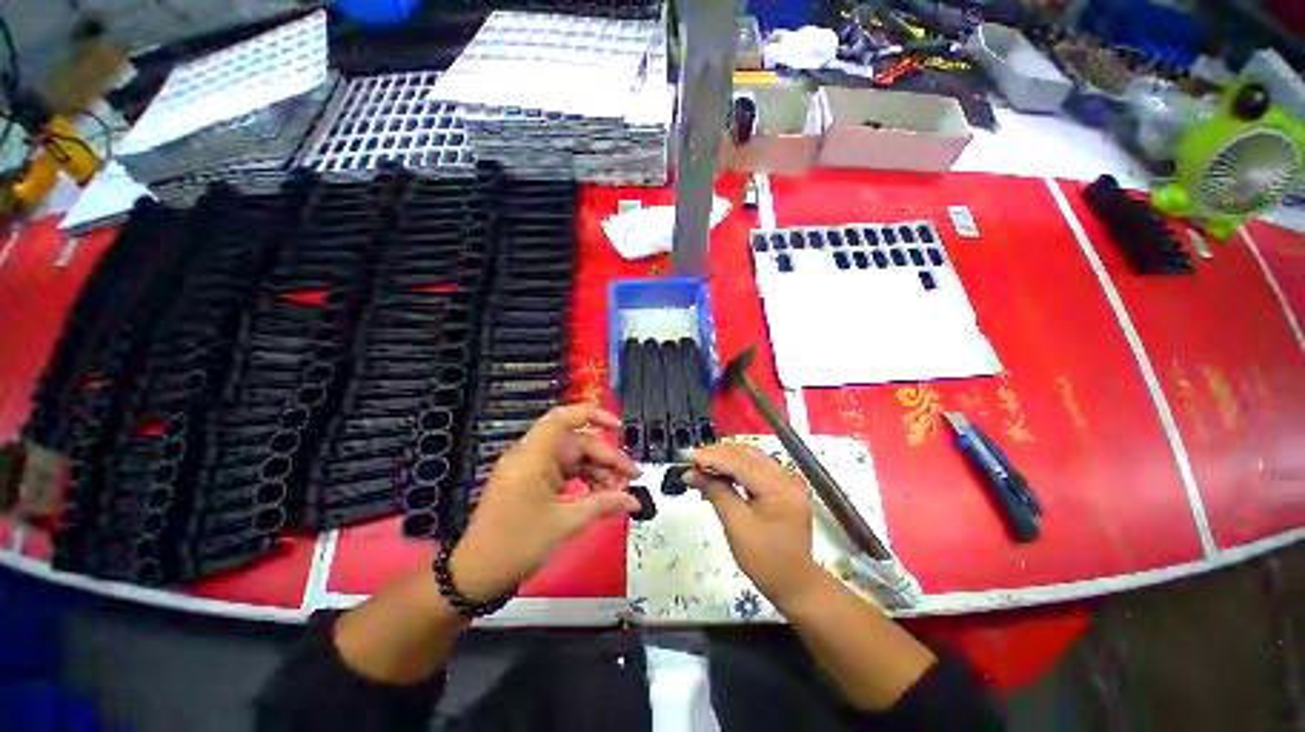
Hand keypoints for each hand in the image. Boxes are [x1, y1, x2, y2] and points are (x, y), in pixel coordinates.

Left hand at [450, 404, 640, 602]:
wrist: (476, 575)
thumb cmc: (515, 544)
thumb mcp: (564, 524)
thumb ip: (602, 505)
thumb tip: (633, 501)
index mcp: (532, 456)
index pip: (562, 418)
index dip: (592, 414)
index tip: (618, 426)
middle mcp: (533, 456)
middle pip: (577, 443)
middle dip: (607, 458)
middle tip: (632, 477)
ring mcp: (533, 470)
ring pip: (575, 459)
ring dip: (599, 472)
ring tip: (621, 491)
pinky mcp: (535, 483)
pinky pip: (567, 473)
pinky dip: (586, 481)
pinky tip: (604, 496)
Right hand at [685, 444, 823, 606]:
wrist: (794, 584)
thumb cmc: (766, 560)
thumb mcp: (736, 525)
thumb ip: (715, 492)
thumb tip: (691, 474)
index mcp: (779, 485)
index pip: (740, 461)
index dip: (712, 457)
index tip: (688, 459)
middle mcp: (786, 476)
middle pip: (746, 454)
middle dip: (717, 455)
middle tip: (692, 462)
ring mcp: (786, 480)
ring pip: (749, 458)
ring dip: (724, 460)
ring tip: (701, 467)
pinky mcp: (781, 487)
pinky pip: (754, 469)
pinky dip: (734, 469)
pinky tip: (718, 474)